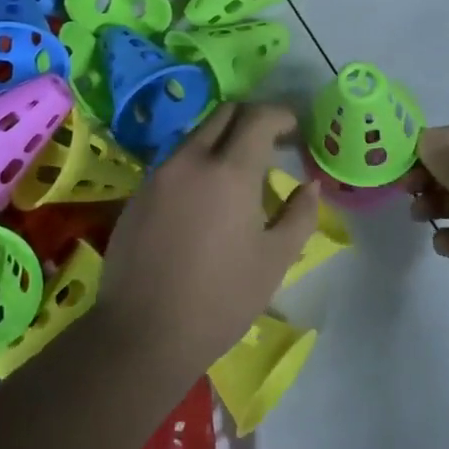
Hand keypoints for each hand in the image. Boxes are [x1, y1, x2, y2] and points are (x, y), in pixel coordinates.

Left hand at [100, 103, 319, 370]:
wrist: (142, 334)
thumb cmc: (220, 300)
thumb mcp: (274, 261)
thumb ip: (300, 215)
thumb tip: (310, 186)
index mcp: (229, 171)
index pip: (258, 117)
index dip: (282, 115)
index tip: (296, 130)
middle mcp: (191, 159)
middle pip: (224, 114)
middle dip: (252, 118)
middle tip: (273, 143)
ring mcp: (159, 174)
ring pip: (196, 135)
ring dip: (223, 139)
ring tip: (240, 172)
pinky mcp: (138, 194)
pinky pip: (175, 161)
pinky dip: (198, 162)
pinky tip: (205, 198)